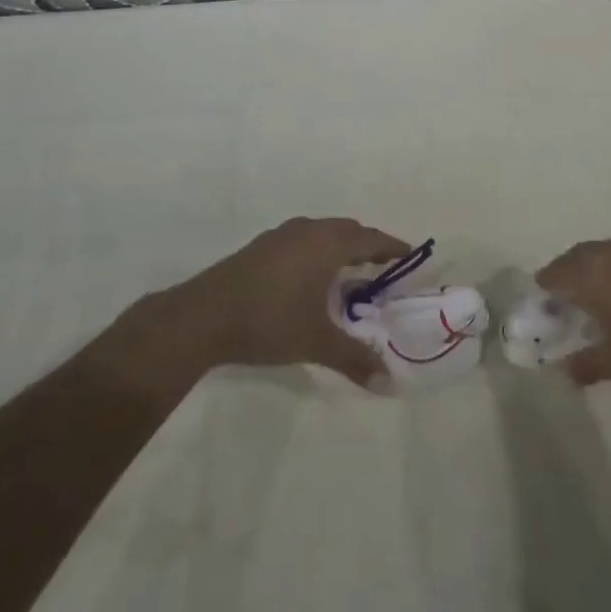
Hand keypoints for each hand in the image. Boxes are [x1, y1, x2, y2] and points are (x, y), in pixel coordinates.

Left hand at [126, 216, 408, 387]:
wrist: (203, 316)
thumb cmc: (269, 321)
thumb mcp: (315, 342)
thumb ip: (354, 358)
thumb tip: (388, 381)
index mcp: (328, 244)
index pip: (370, 239)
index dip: (391, 246)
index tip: (408, 253)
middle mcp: (308, 231)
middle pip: (347, 230)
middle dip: (366, 245)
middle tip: (382, 265)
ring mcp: (281, 236)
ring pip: (321, 233)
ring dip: (339, 246)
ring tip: (348, 271)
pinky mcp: (260, 247)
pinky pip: (302, 240)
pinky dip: (317, 251)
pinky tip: (309, 278)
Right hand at [536, 237, 610, 403]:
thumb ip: (587, 363)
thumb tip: (568, 371)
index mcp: (593, 273)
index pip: (556, 272)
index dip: (547, 289)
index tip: (545, 306)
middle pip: (580, 256)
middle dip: (570, 275)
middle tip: (567, 301)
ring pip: (608, 253)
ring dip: (598, 269)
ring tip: (600, 298)